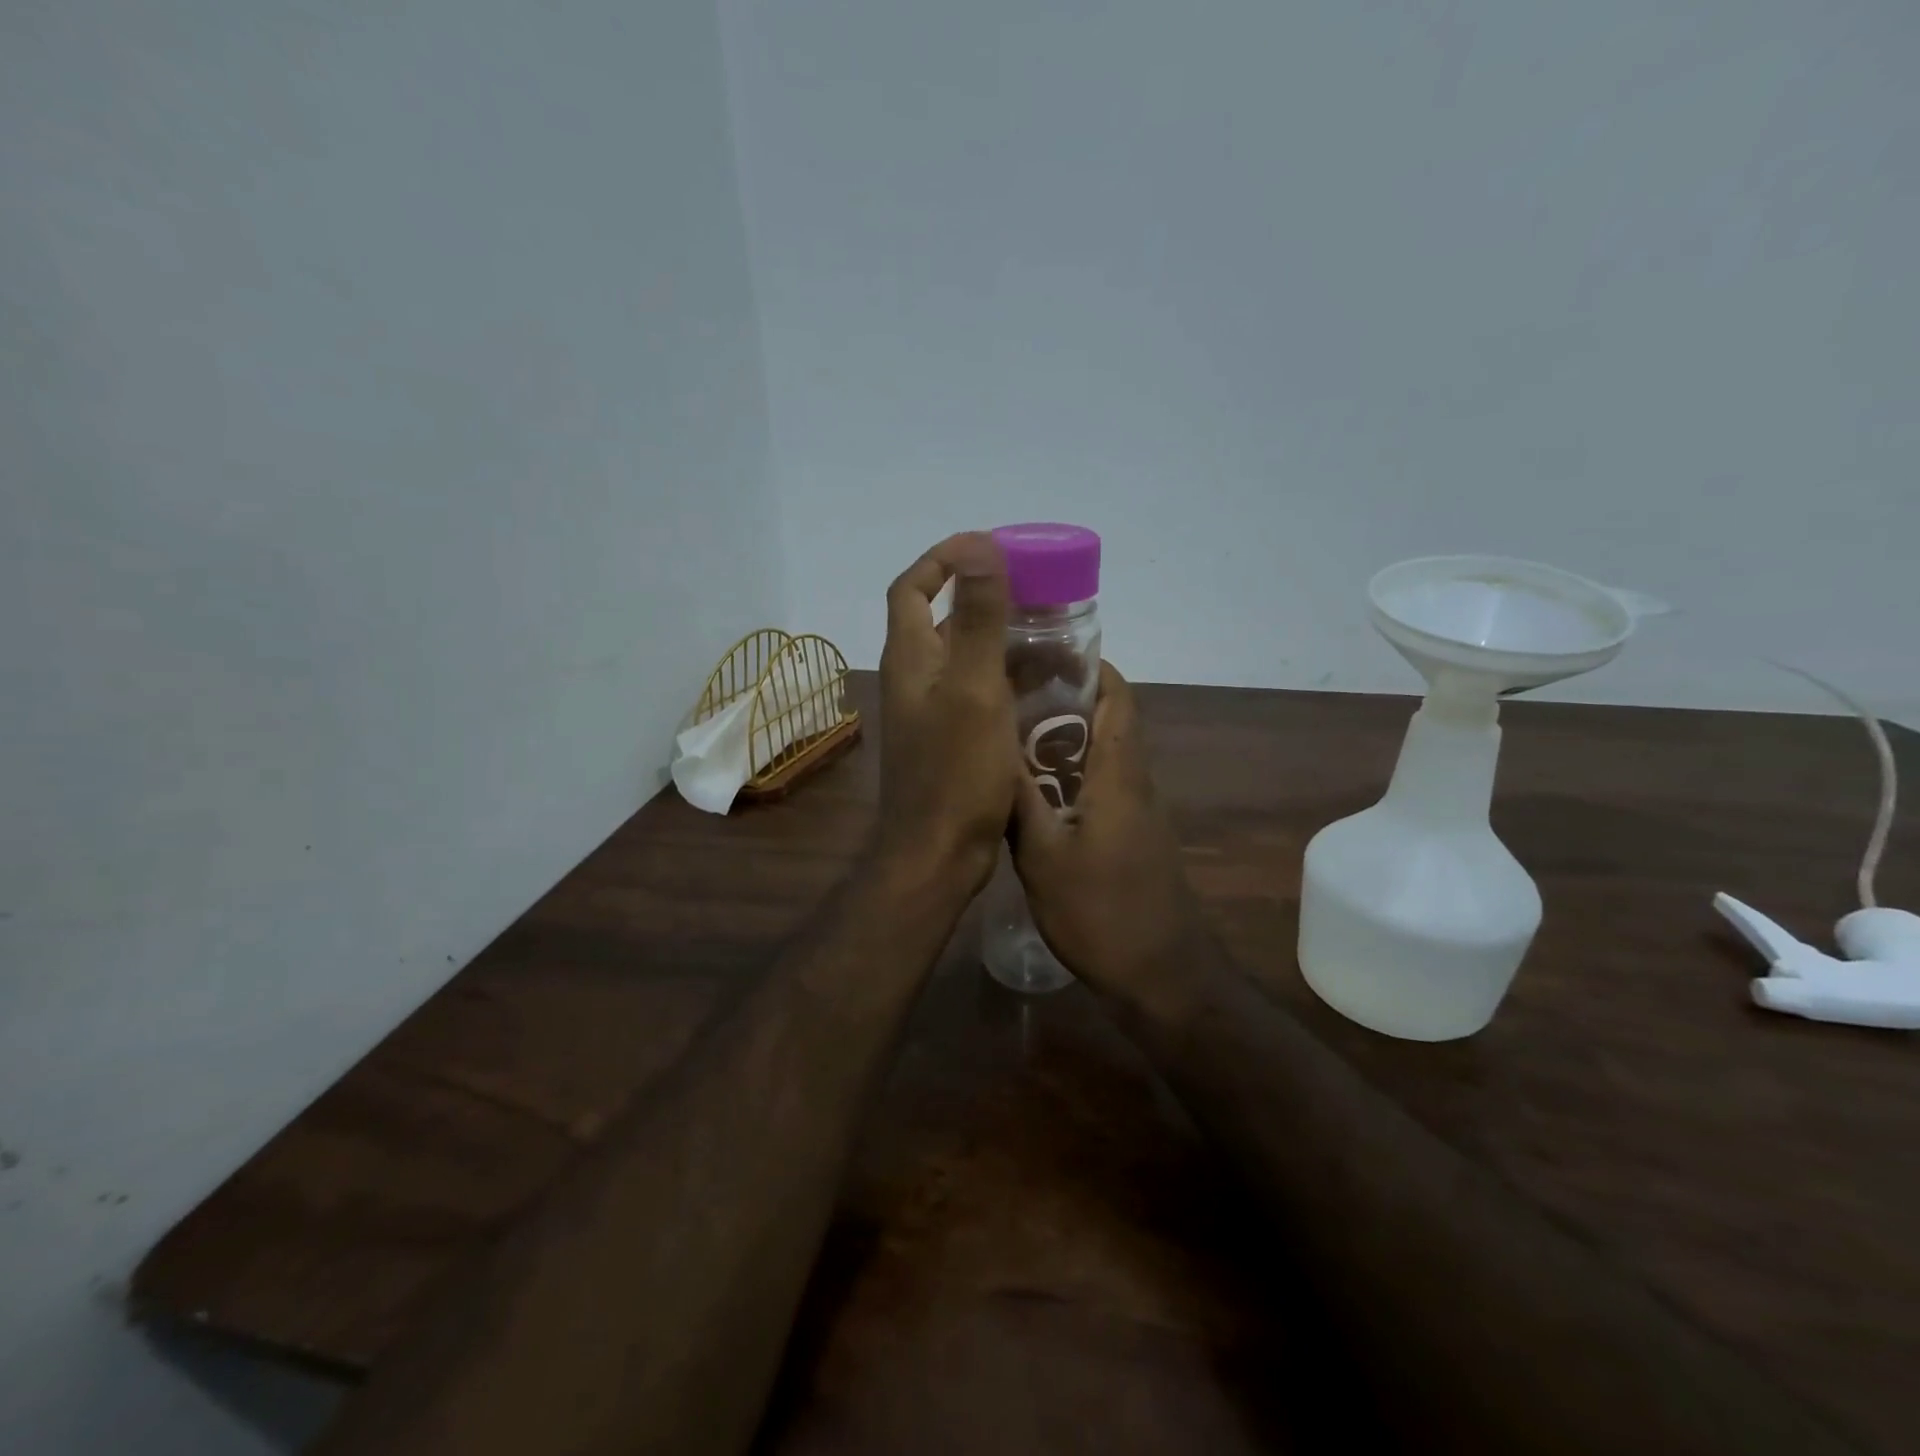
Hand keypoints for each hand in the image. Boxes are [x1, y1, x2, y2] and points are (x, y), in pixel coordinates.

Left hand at [875, 533, 1021, 901]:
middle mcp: (914, 678)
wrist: (937, 853)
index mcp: (911, 659)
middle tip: (1034, 594)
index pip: (911, 588)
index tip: (986, 548)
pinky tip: (1043, 687)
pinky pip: (977, 692)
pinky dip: (1005, 679)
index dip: (941, 559)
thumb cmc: (956, 772)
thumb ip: (980, 618)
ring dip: (1001, 640)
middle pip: (941, 619)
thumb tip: (979, 545)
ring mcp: (930, 711)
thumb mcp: (975, 689)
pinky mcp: (949, 739)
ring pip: (964, 657)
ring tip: (1051, 637)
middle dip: (984, 598)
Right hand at [1011, 662, 1200, 1007]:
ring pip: (1100, 755)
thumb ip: (1020, 799)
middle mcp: (1133, 782)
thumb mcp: (1043, 855)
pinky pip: (1098, 787)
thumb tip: (994, 747)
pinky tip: (1029, 791)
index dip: (1089, 666)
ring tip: (1007, 733)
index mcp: (1119, 773)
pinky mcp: (1131, 838)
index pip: (1117, 697)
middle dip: (1063, 699)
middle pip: (1106, 720)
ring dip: (1062, 739)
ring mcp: (1135, 812)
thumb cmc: (1101, 912)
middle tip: (1008, 692)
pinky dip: (1068, 775)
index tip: (1043, 652)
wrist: (1161, 976)